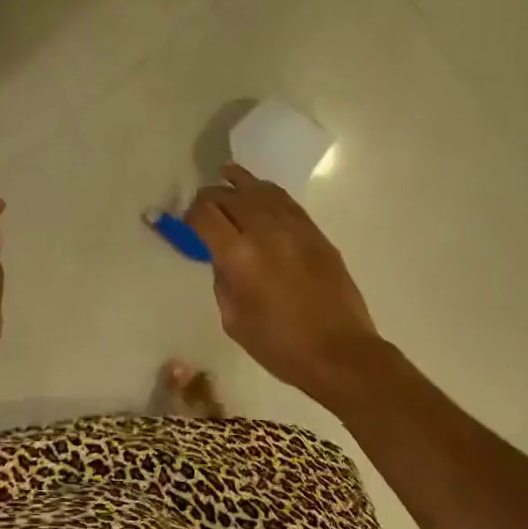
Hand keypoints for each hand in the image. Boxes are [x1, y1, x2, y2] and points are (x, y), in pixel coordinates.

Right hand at [186, 164, 383, 410]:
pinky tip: (260, 193)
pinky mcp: (316, 234)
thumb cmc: (279, 346)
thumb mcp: (233, 319)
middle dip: (212, 196)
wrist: (340, 353)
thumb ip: (223, 280)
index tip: (188, 221)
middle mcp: (265, 232)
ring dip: (240, 183)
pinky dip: (268, 193)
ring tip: (227, 175)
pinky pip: (286, 202)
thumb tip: (223, 257)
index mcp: (238, 257)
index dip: (191, 213)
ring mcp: (295, 229)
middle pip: (231, 196)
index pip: (206, 214)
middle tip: (204, 205)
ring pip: (261, 190)